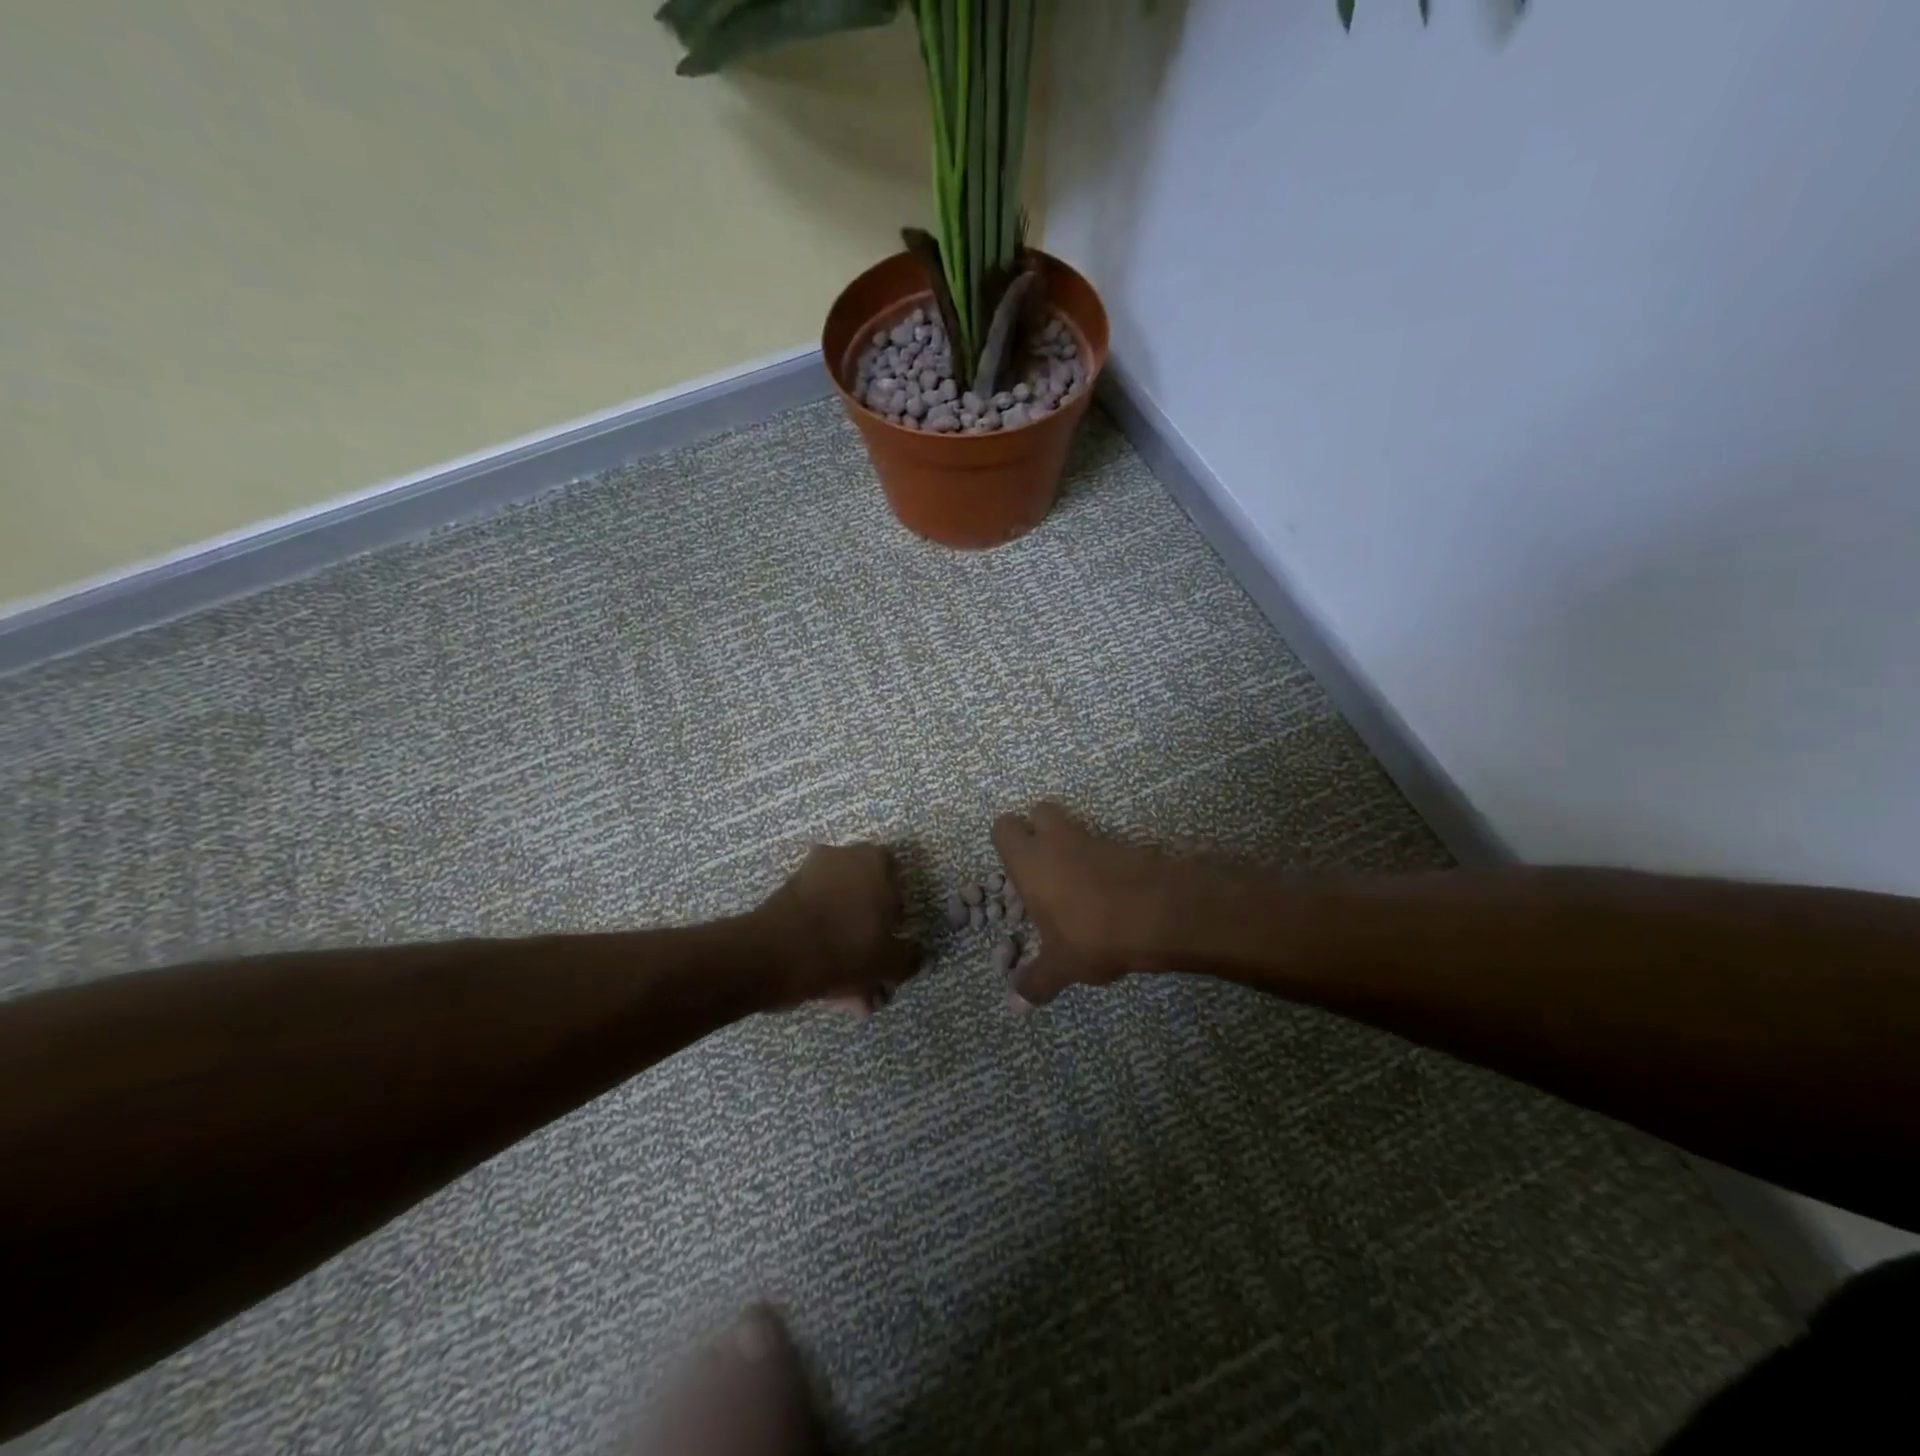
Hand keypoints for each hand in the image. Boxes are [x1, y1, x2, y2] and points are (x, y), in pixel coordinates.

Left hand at [754, 843, 921, 1013]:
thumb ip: (909, 958)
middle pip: (865, 902)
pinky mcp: (785, 899)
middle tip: (875, 981)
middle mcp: (842, 858)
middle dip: (871, 942)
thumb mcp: (888, 961)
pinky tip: (832, 994)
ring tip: (854, 999)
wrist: (774, 955)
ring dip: (848, 954)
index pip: (896, 881)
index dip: (897, 915)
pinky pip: (816, 925)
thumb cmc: (845, 946)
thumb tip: (923, 958)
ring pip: (839, 918)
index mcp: (875, 861)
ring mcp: (809, 877)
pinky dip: (824, 952)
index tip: (892, 943)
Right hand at [992, 802, 1176, 1005]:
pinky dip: (1104, 861)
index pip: (1004, 827)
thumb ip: (1036, 981)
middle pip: (1040, 812)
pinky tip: (1110, 895)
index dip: (1007, 843)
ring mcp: (1095, 838)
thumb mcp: (1061, 966)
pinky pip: (1106, 845)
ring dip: (1073, 847)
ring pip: (1075, 827)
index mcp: (1030, 861)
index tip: (1015, 869)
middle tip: (1044, 868)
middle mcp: (1058, 840)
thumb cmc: (1093, 934)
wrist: (1161, 912)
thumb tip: (1015, 1004)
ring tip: (1078, 887)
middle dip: (1039, 831)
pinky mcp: (1127, 845)